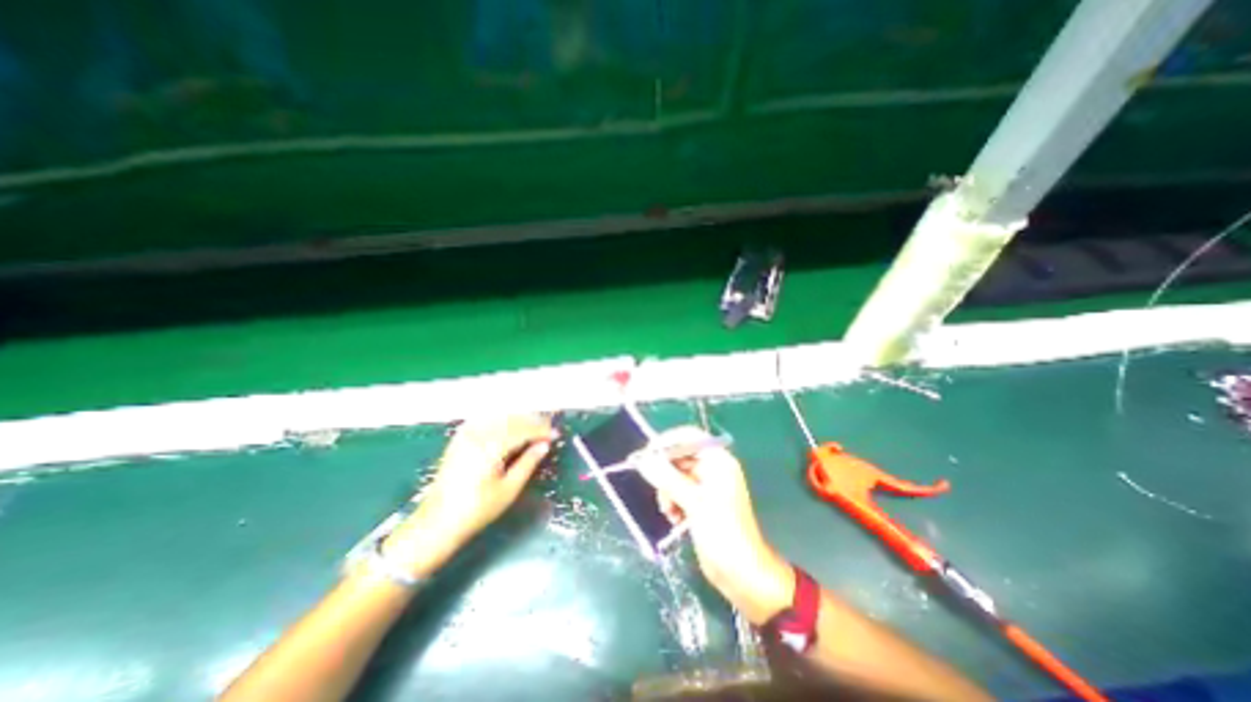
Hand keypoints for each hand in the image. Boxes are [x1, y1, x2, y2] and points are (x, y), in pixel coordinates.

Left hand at [381, 415, 557, 576]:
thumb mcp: (509, 489)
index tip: (556, 434)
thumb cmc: (476, 510)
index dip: (541, 431)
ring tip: (533, 428)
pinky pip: (485, 420)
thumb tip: (544, 445)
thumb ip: (528, 462)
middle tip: (548, 430)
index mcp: (490, 447)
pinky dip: (501, 420)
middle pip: (511, 420)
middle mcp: (477, 434)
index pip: (522, 430)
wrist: (437, 522)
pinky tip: (509, 425)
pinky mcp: (459, 439)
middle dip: (532, 422)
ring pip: (499, 417)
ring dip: (518, 419)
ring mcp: (466, 435)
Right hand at [636, 427, 790, 625]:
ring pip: (676, 476)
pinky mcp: (700, 503)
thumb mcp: (693, 502)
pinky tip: (676, 519)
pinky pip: (678, 492)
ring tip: (670, 512)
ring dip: (667, 491)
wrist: (742, 573)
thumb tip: (643, 460)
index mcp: (718, 461)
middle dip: (665, 473)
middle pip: (680, 457)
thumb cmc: (722, 532)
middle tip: (657, 490)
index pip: (689, 437)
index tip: (647, 454)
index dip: (667, 442)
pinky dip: (673, 502)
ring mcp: (706, 487)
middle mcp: (712, 469)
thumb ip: (667, 478)